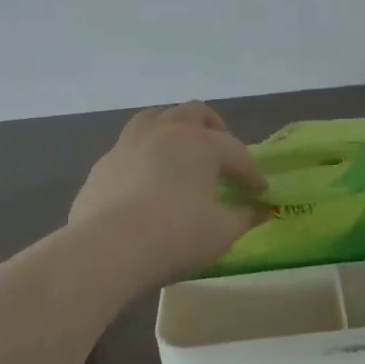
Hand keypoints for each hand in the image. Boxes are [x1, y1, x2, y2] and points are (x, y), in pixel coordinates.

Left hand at [69, 102, 269, 286]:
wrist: (107, 249)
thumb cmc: (176, 235)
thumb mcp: (222, 231)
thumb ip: (245, 216)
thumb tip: (260, 209)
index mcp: (201, 142)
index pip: (236, 152)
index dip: (252, 173)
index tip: (261, 192)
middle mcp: (165, 131)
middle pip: (195, 114)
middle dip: (215, 129)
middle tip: (224, 156)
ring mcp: (129, 144)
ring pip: (156, 119)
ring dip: (174, 129)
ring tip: (182, 151)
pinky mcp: (103, 164)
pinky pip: (130, 148)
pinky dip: (146, 156)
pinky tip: (147, 180)